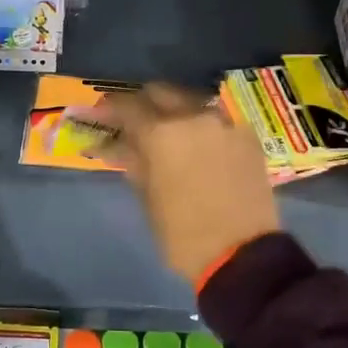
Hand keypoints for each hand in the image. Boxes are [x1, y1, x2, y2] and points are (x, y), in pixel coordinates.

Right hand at [88, 82, 280, 284]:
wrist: (243, 254)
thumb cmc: (183, 233)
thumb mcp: (149, 199)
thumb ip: (133, 163)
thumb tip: (116, 146)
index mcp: (161, 133)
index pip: (127, 106)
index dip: (110, 107)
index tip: (100, 113)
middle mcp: (194, 116)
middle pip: (161, 93)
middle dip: (143, 103)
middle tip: (133, 121)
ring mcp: (225, 123)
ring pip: (191, 102)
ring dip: (174, 112)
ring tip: (165, 133)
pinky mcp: (247, 137)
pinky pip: (216, 120)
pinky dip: (201, 127)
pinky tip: (196, 145)